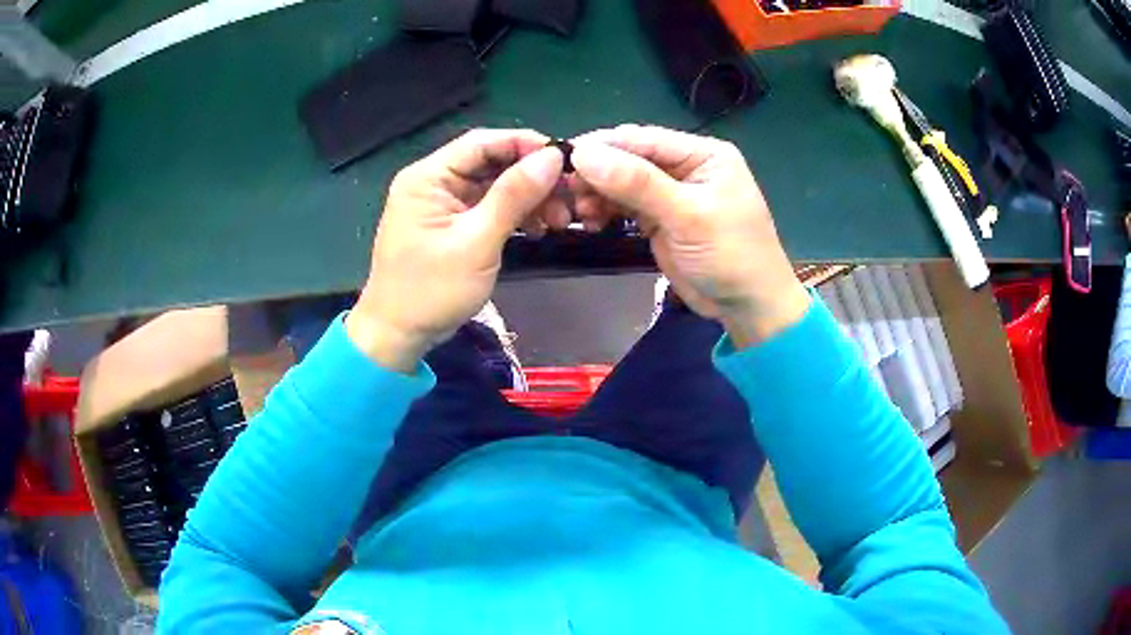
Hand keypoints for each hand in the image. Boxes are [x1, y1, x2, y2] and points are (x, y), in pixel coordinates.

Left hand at [346, 129, 564, 371]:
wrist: (398, 336)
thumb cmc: (431, 290)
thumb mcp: (477, 242)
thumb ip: (514, 196)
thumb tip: (553, 157)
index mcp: (428, 177)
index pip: (482, 142)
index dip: (526, 145)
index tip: (566, 161)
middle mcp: (433, 182)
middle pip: (491, 162)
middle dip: (532, 178)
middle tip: (569, 199)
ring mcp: (442, 204)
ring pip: (494, 185)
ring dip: (528, 198)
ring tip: (559, 221)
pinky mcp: (451, 224)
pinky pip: (489, 207)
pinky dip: (515, 215)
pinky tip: (538, 230)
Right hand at [568, 124, 809, 346]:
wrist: (748, 306)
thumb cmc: (731, 255)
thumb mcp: (687, 216)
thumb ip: (637, 183)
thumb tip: (583, 154)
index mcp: (702, 154)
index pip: (645, 139)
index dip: (604, 146)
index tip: (564, 158)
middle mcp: (686, 167)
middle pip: (630, 159)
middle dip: (598, 173)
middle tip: (567, 192)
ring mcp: (671, 193)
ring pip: (623, 182)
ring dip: (598, 194)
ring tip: (579, 213)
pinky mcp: (660, 218)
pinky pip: (625, 205)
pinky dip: (606, 210)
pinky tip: (591, 222)